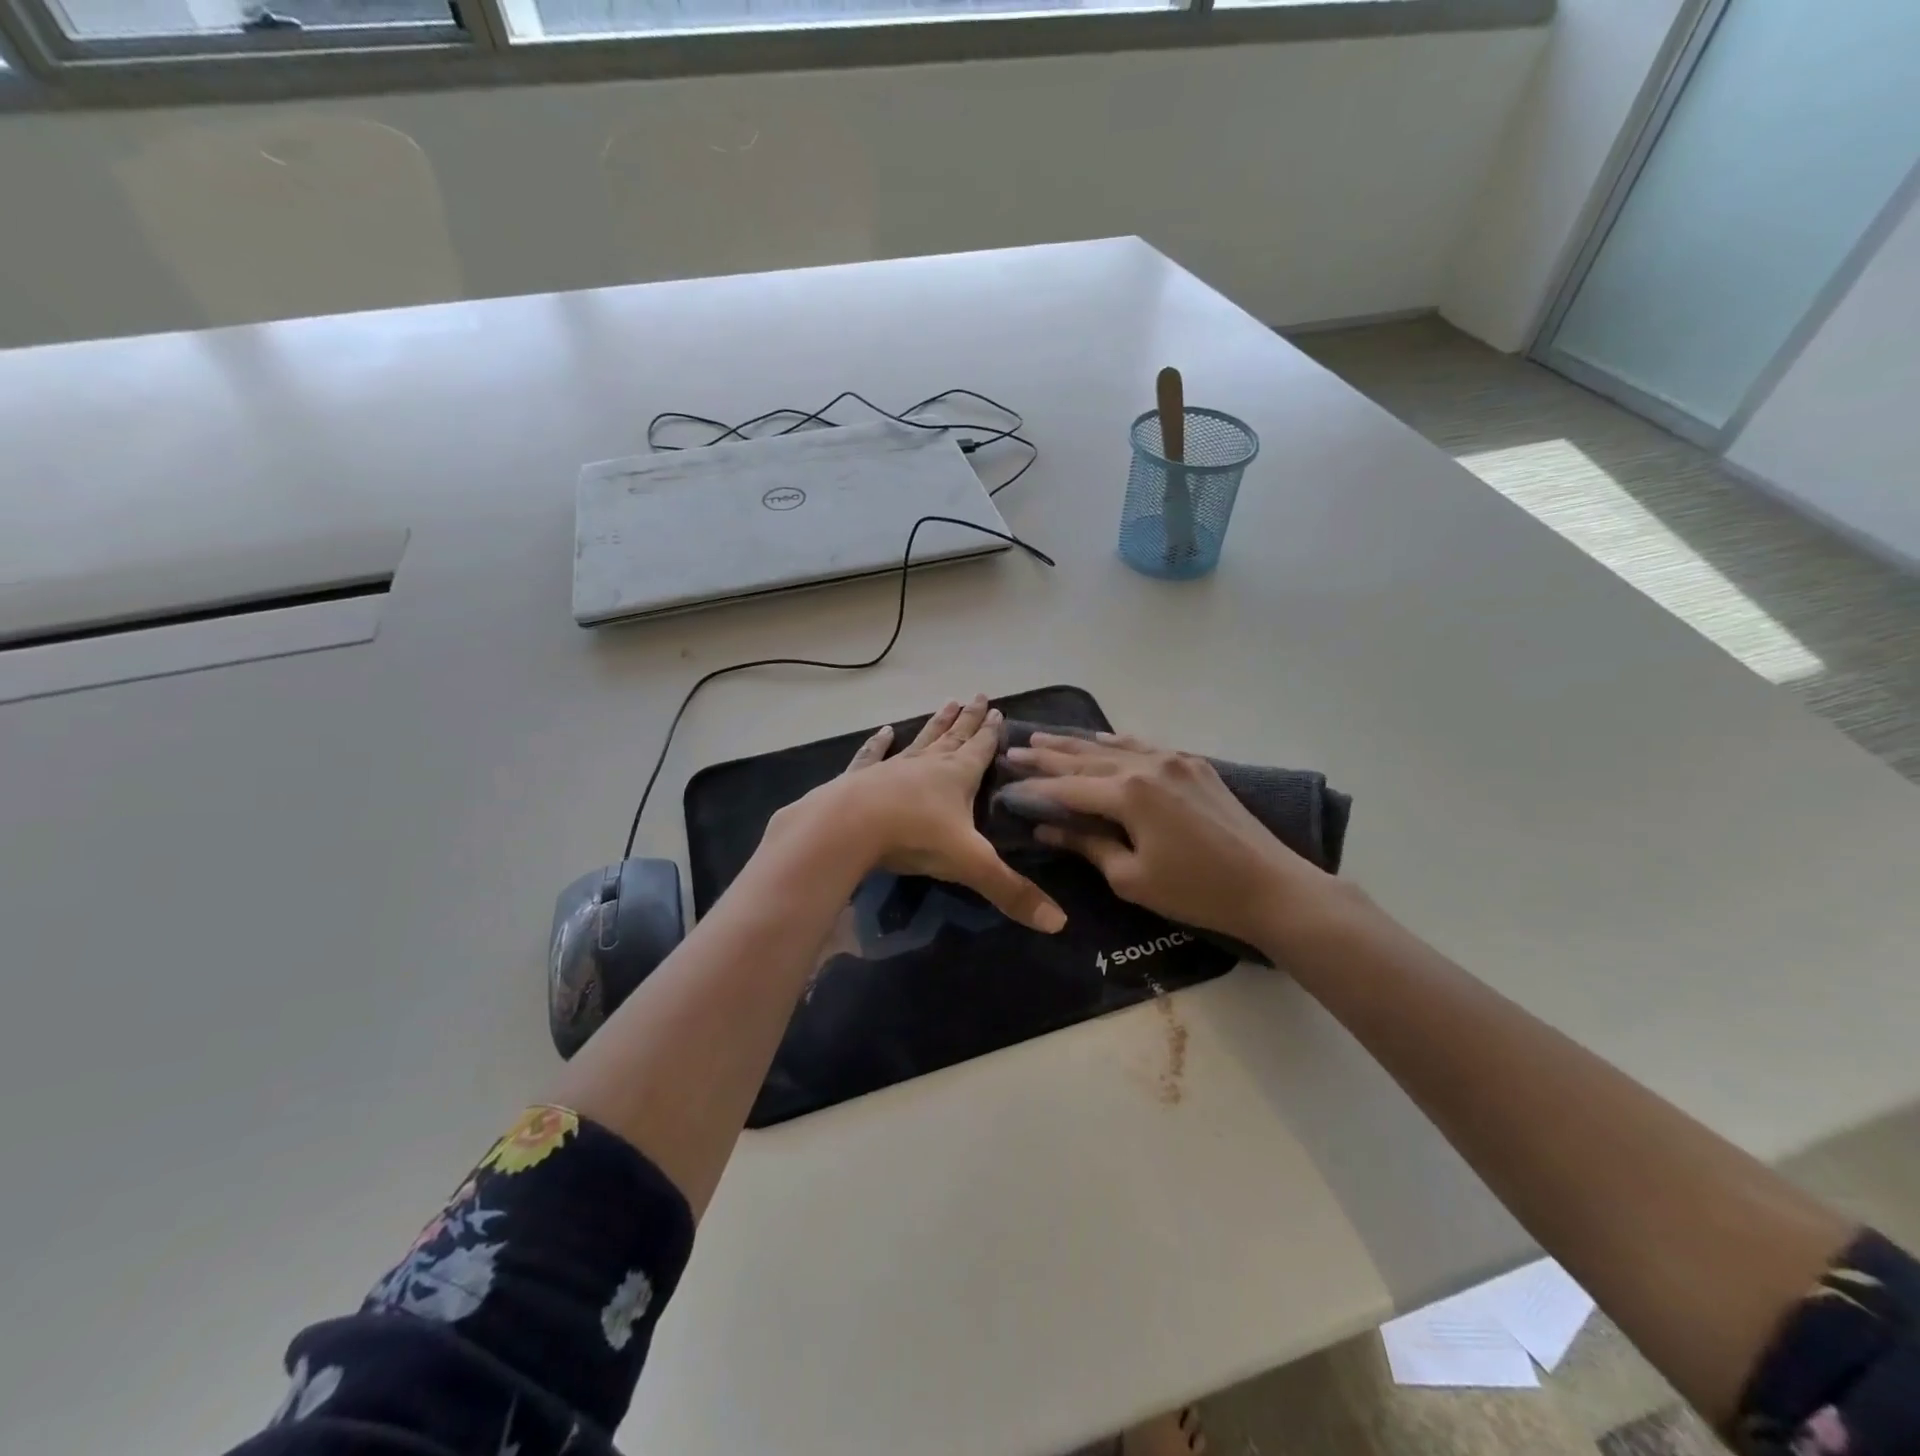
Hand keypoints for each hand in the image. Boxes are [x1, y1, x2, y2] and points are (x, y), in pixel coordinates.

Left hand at [782, 694, 1066, 934]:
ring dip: (935, 724)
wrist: (849, 827)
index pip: (980, 750)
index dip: (991, 734)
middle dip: (968, 719)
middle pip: (953, 737)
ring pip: (921, 740)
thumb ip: (1012, 891)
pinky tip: (884, 730)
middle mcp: (928, 765)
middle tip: (977, 696)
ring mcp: (893, 767)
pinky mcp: (862, 778)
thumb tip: (1059, 923)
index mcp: (957, 777)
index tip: (997, 710)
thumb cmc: (915, 837)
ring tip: (946, 703)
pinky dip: (879, 743)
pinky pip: (874, 755)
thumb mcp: (971, 864)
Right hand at [1004, 731, 1344, 954]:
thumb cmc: (1195, 890)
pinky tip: (1101, 737)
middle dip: (1046, 756)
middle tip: (1013, 749)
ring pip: (1112, 746)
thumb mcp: (1131, 877)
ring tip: (1043, 737)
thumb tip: (1048, 827)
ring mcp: (1173, 760)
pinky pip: (1144, 746)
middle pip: (1084, 758)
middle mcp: (1146, 765)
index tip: (1005, 783)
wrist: (1269, 886)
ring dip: (1076, 744)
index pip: (1067, 787)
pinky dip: (1116, 742)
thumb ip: (1087, 845)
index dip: (1034, 788)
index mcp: (1128, 793)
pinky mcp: (1194, 765)